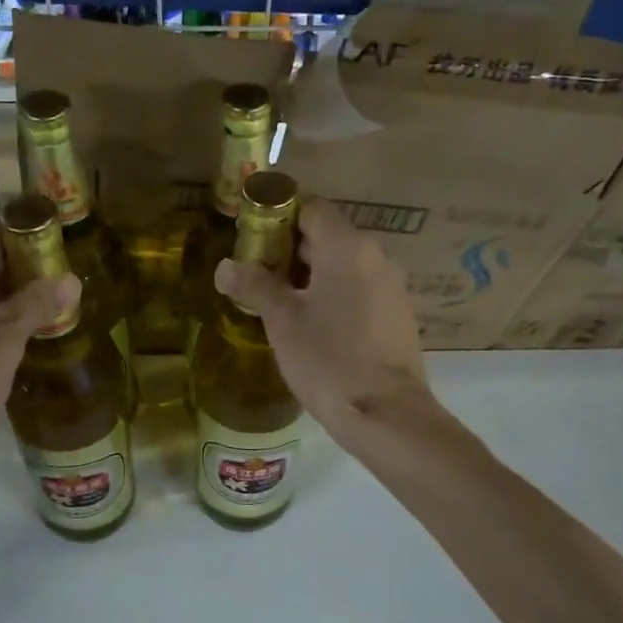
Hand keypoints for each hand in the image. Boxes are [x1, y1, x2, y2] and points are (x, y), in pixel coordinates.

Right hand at [215, 197, 430, 444]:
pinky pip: (359, 288)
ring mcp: (391, 285)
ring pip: (343, 264)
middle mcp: (375, 255)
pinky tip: (313, 325)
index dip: (278, 216)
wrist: (386, 414)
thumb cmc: (328, 359)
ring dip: (310, 275)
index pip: (311, 207)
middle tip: (257, 276)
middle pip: (327, 235)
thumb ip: (254, 285)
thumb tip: (225, 267)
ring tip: (279, 304)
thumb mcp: (282, 321)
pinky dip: (333, 294)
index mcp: (347, 247)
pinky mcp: (397, 313)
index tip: (253, 240)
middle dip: (289, 250)